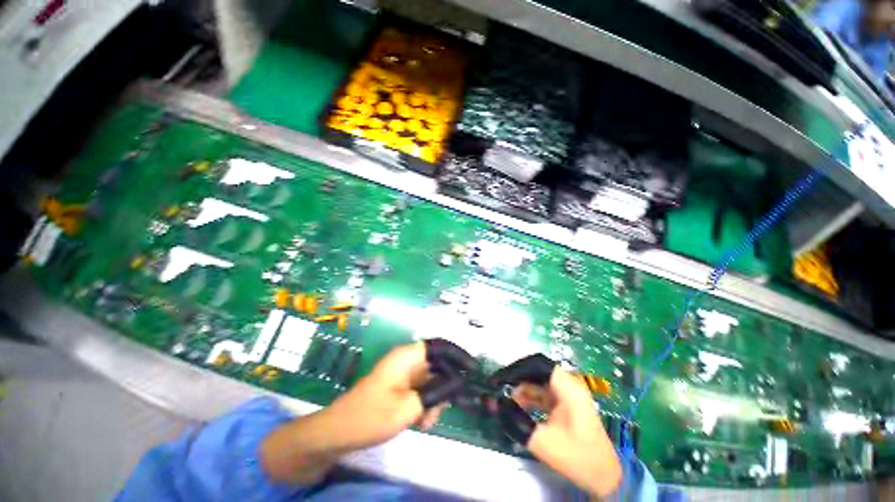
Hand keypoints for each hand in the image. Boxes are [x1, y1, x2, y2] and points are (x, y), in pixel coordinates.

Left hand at [261, 339, 475, 483]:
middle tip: (448, 407)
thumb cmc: (370, 417)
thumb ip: (436, 393)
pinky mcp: (400, 385)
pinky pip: (421, 389)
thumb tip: (459, 383)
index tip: (472, 371)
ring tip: (426, 421)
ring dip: (435, 399)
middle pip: (437, 365)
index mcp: (407, 356)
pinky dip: (425, 404)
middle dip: (445, 386)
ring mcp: (403, 373)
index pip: (439, 347)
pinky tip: (420, 422)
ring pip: (431, 380)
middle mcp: (407, 360)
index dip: (458, 355)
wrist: (338, 433)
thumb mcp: (408, 408)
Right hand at [490, 354, 621, 498]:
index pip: (537, 364)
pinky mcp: (564, 402)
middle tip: (499, 387)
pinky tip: (516, 405)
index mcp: (568, 387)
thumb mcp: (543, 441)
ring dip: (521, 389)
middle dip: (516, 378)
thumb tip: (495, 404)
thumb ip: (517, 421)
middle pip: (536, 370)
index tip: (500, 379)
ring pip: (537, 381)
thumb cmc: (578, 458)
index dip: (516, 369)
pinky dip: (528, 397)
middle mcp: (568, 384)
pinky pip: (542, 392)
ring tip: (504, 398)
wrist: (604, 477)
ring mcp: (567, 393)